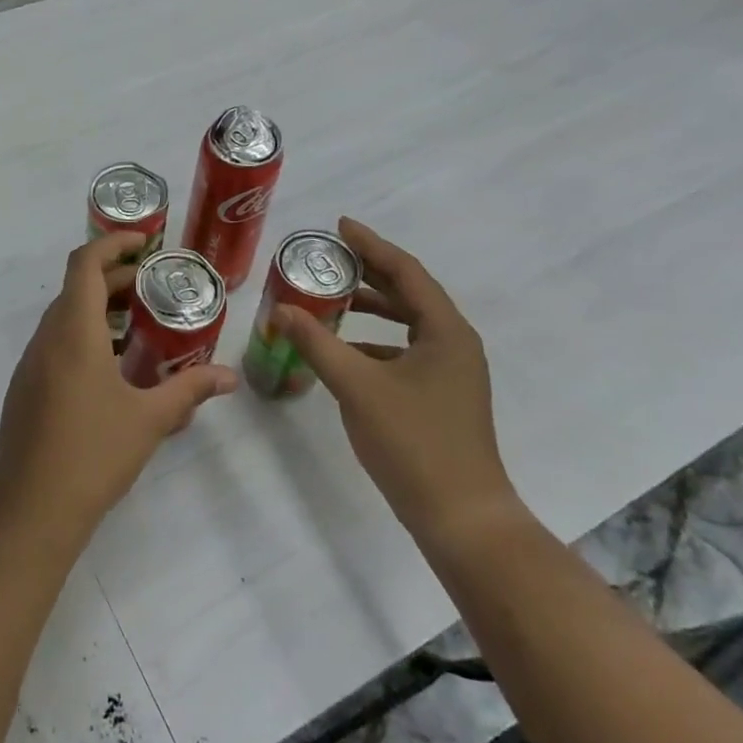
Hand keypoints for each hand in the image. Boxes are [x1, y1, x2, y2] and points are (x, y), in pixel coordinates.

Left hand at [0, 231, 236, 545]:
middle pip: (75, 289)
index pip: (84, 264)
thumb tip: (229, 377)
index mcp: (73, 333)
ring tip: (137, 327)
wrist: (33, 508)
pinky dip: (82, 338)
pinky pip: (54, 345)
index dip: (111, 244)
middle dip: (112, 280)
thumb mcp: (150, 419)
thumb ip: (189, 390)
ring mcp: (30, 365)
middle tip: (151, 288)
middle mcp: (46, 339)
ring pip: (62, 318)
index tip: (142, 242)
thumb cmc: (94, 453)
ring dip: (96, 311)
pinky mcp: (25, 389)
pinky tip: (110, 370)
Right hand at [273, 218, 518, 545]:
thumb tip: (281, 310)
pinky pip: (404, 351)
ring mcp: (451, 372)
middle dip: (369, 272)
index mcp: (445, 331)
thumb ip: (317, 343)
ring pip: (407, 324)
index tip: (339, 225)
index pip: (405, 271)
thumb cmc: (413, 442)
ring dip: (372, 307)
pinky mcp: (441, 396)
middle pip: (409, 293)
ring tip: (332, 297)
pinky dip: (374, 341)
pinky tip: (344, 350)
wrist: (460, 516)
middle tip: (329, 257)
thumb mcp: (357, 387)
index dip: (371, 245)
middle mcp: (454, 343)